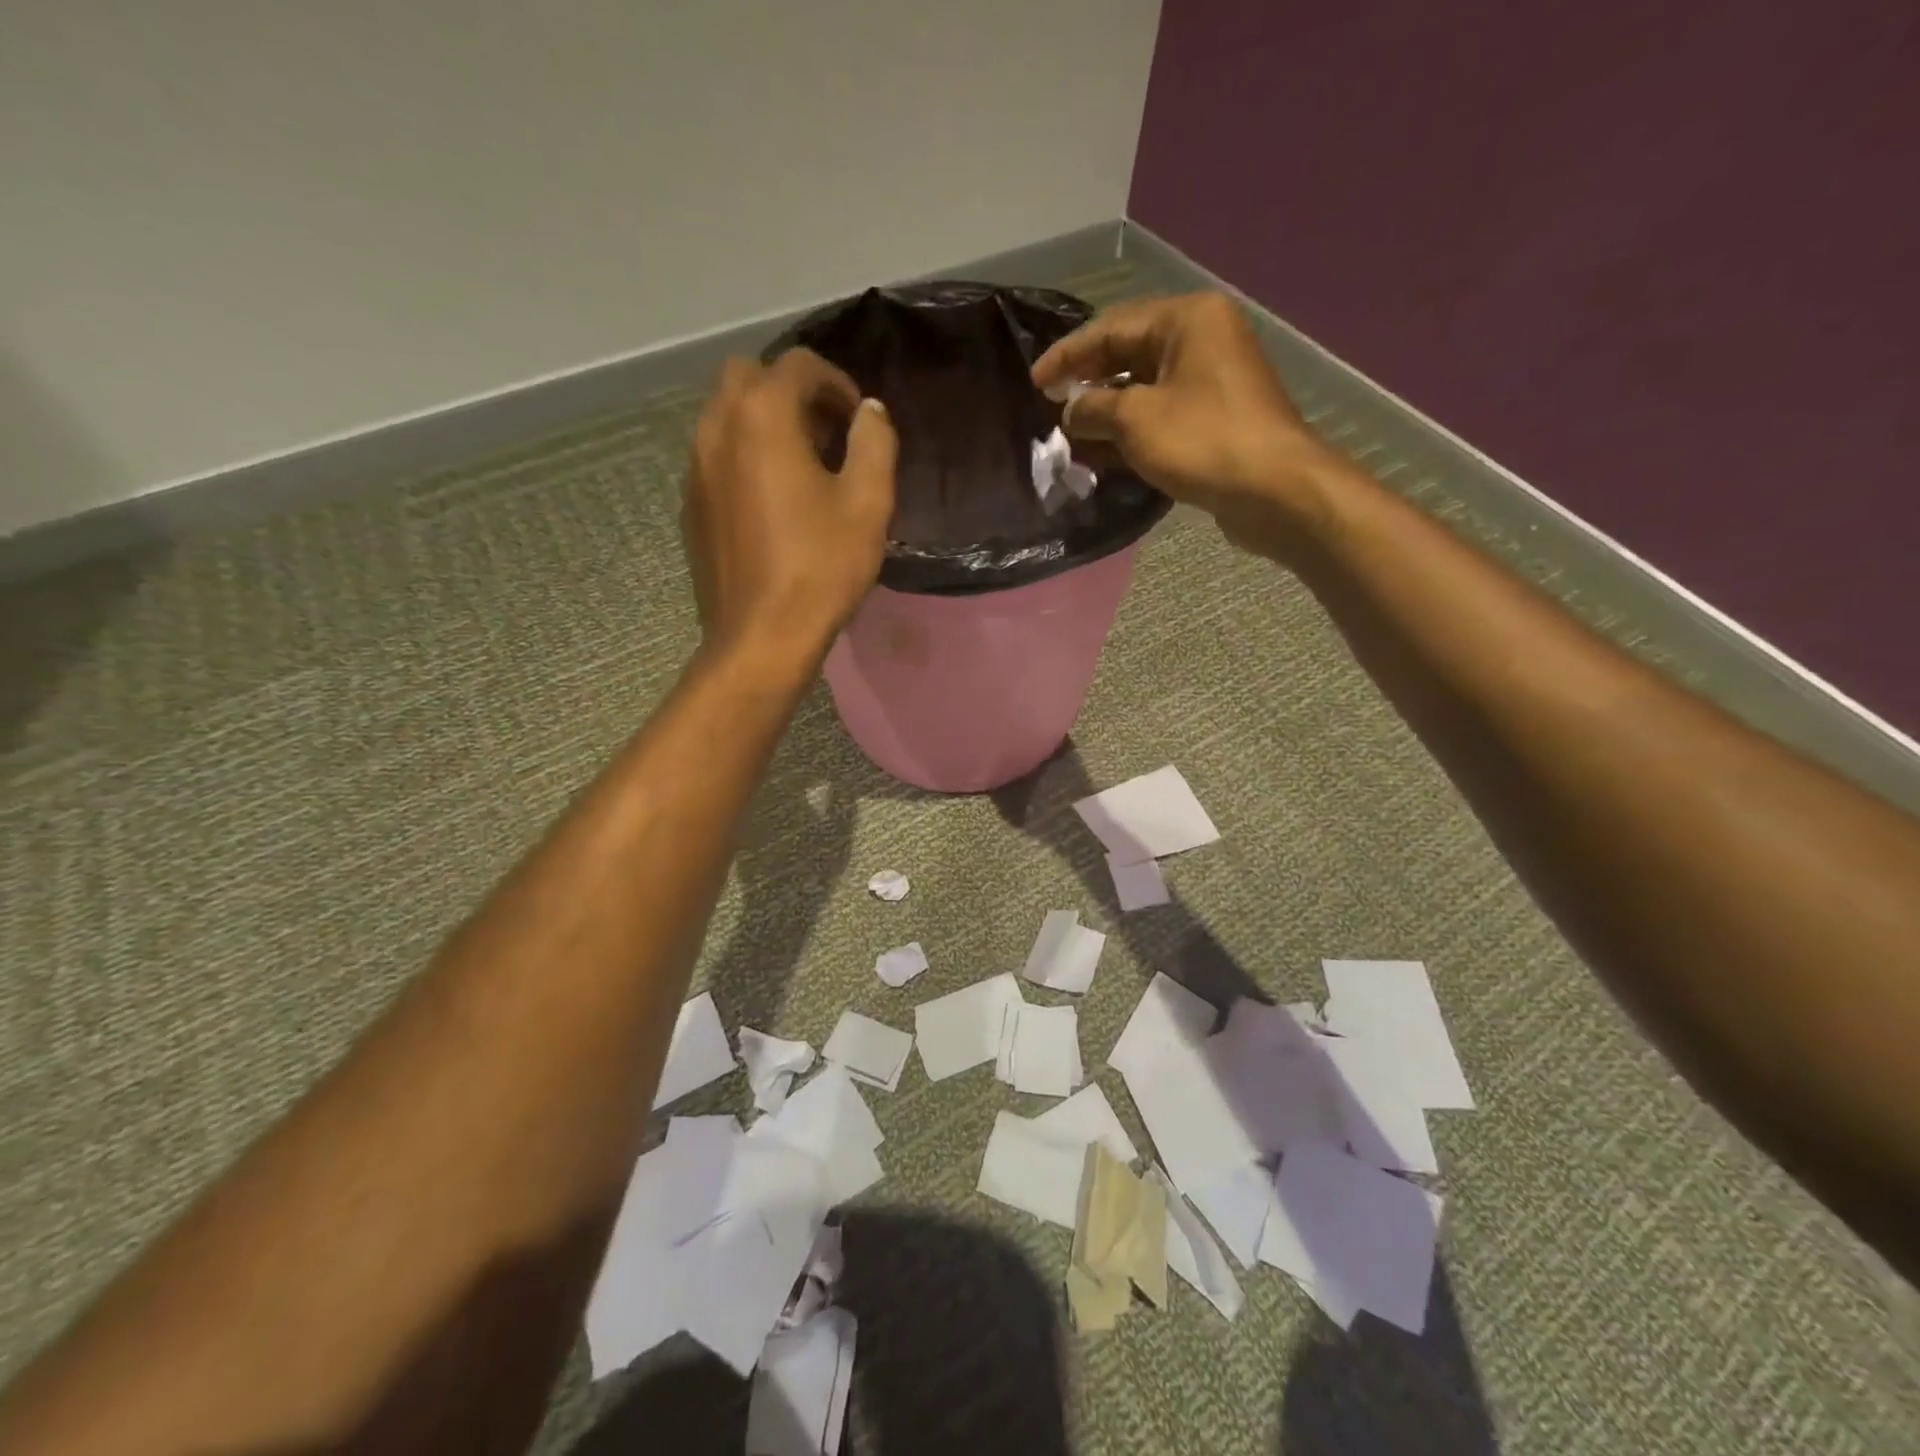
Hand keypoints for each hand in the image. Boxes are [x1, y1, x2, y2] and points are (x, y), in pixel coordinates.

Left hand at [682, 350, 896, 659]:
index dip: (837, 384)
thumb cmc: (821, 567)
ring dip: (766, 423)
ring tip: (804, 469)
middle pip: (749, 377)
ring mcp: (695, 467)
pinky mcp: (690, 504)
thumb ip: (874, 442)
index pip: (799, 365)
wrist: (761, 637)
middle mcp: (716, 427)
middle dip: (792, 393)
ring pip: (726, 415)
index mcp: (761, 416)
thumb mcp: (868, 502)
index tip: (860, 424)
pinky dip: (745, 456)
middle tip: (827, 436)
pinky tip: (774, 502)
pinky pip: (716, 456)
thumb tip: (870, 412)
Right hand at [1031, 293, 1336, 553]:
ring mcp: (1212, 379)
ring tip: (1071, 436)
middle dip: (1088, 383)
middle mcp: (1203, 338)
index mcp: (1187, 319)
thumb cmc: (1203, 441)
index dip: (1068, 355)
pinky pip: (1162, 415)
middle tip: (1051, 408)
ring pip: (1144, 388)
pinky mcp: (1215, 417)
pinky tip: (1103, 454)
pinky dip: (1131, 431)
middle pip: (1128, 354)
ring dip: (1107, 412)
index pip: (1111, 327)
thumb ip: (1093, 408)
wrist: (1274, 490)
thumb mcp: (1136, 420)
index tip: (1035, 382)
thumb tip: (1069, 409)